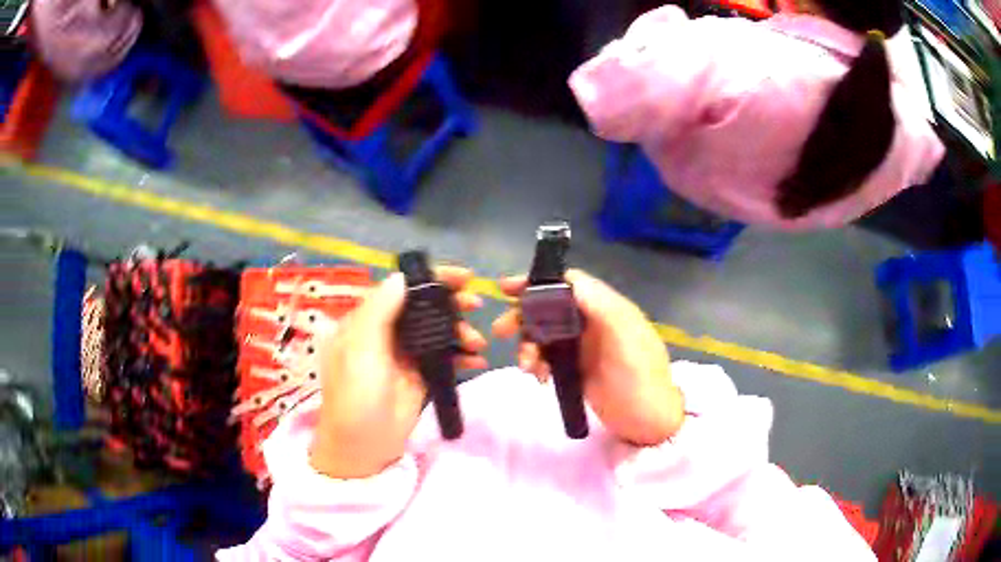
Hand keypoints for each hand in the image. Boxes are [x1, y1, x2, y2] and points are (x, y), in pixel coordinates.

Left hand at [310, 267, 487, 478]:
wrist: (363, 445)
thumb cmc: (356, 395)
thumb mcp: (360, 350)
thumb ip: (379, 311)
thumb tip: (400, 277)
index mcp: (367, 320)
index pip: (401, 289)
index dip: (431, 279)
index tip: (463, 277)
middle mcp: (386, 332)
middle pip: (423, 307)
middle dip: (451, 303)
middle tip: (476, 304)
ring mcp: (405, 355)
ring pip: (437, 331)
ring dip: (460, 331)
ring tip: (478, 343)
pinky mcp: (420, 376)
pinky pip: (444, 357)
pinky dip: (462, 356)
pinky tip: (477, 360)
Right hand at [493, 269, 683, 446]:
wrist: (648, 422)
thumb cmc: (640, 377)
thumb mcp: (625, 336)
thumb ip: (599, 305)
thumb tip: (567, 278)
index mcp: (607, 308)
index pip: (568, 284)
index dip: (538, 283)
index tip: (507, 289)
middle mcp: (593, 322)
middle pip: (550, 308)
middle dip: (524, 317)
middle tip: (500, 331)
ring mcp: (584, 347)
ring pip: (545, 334)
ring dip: (528, 345)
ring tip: (526, 367)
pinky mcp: (577, 369)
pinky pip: (548, 358)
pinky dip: (538, 364)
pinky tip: (538, 378)